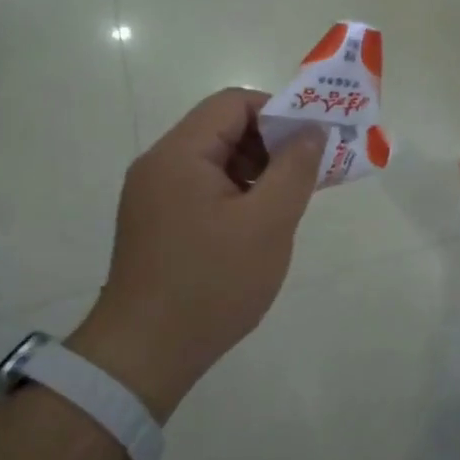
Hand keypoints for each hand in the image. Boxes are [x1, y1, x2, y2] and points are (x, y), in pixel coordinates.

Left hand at [67, 89, 324, 419]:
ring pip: (214, 162)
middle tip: (309, 173)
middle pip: (222, 129)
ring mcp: (153, 197)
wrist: (145, 355)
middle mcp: (159, 166)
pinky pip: (202, 190)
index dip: (279, 112)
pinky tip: (258, 225)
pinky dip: (236, 195)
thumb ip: (295, 169)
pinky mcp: (156, 224)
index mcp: (179, 154)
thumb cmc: (212, 283)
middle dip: (271, 143)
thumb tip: (312, 130)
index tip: (314, 141)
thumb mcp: (267, 223)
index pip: (233, 103)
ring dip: (256, 171)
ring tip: (289, 202)